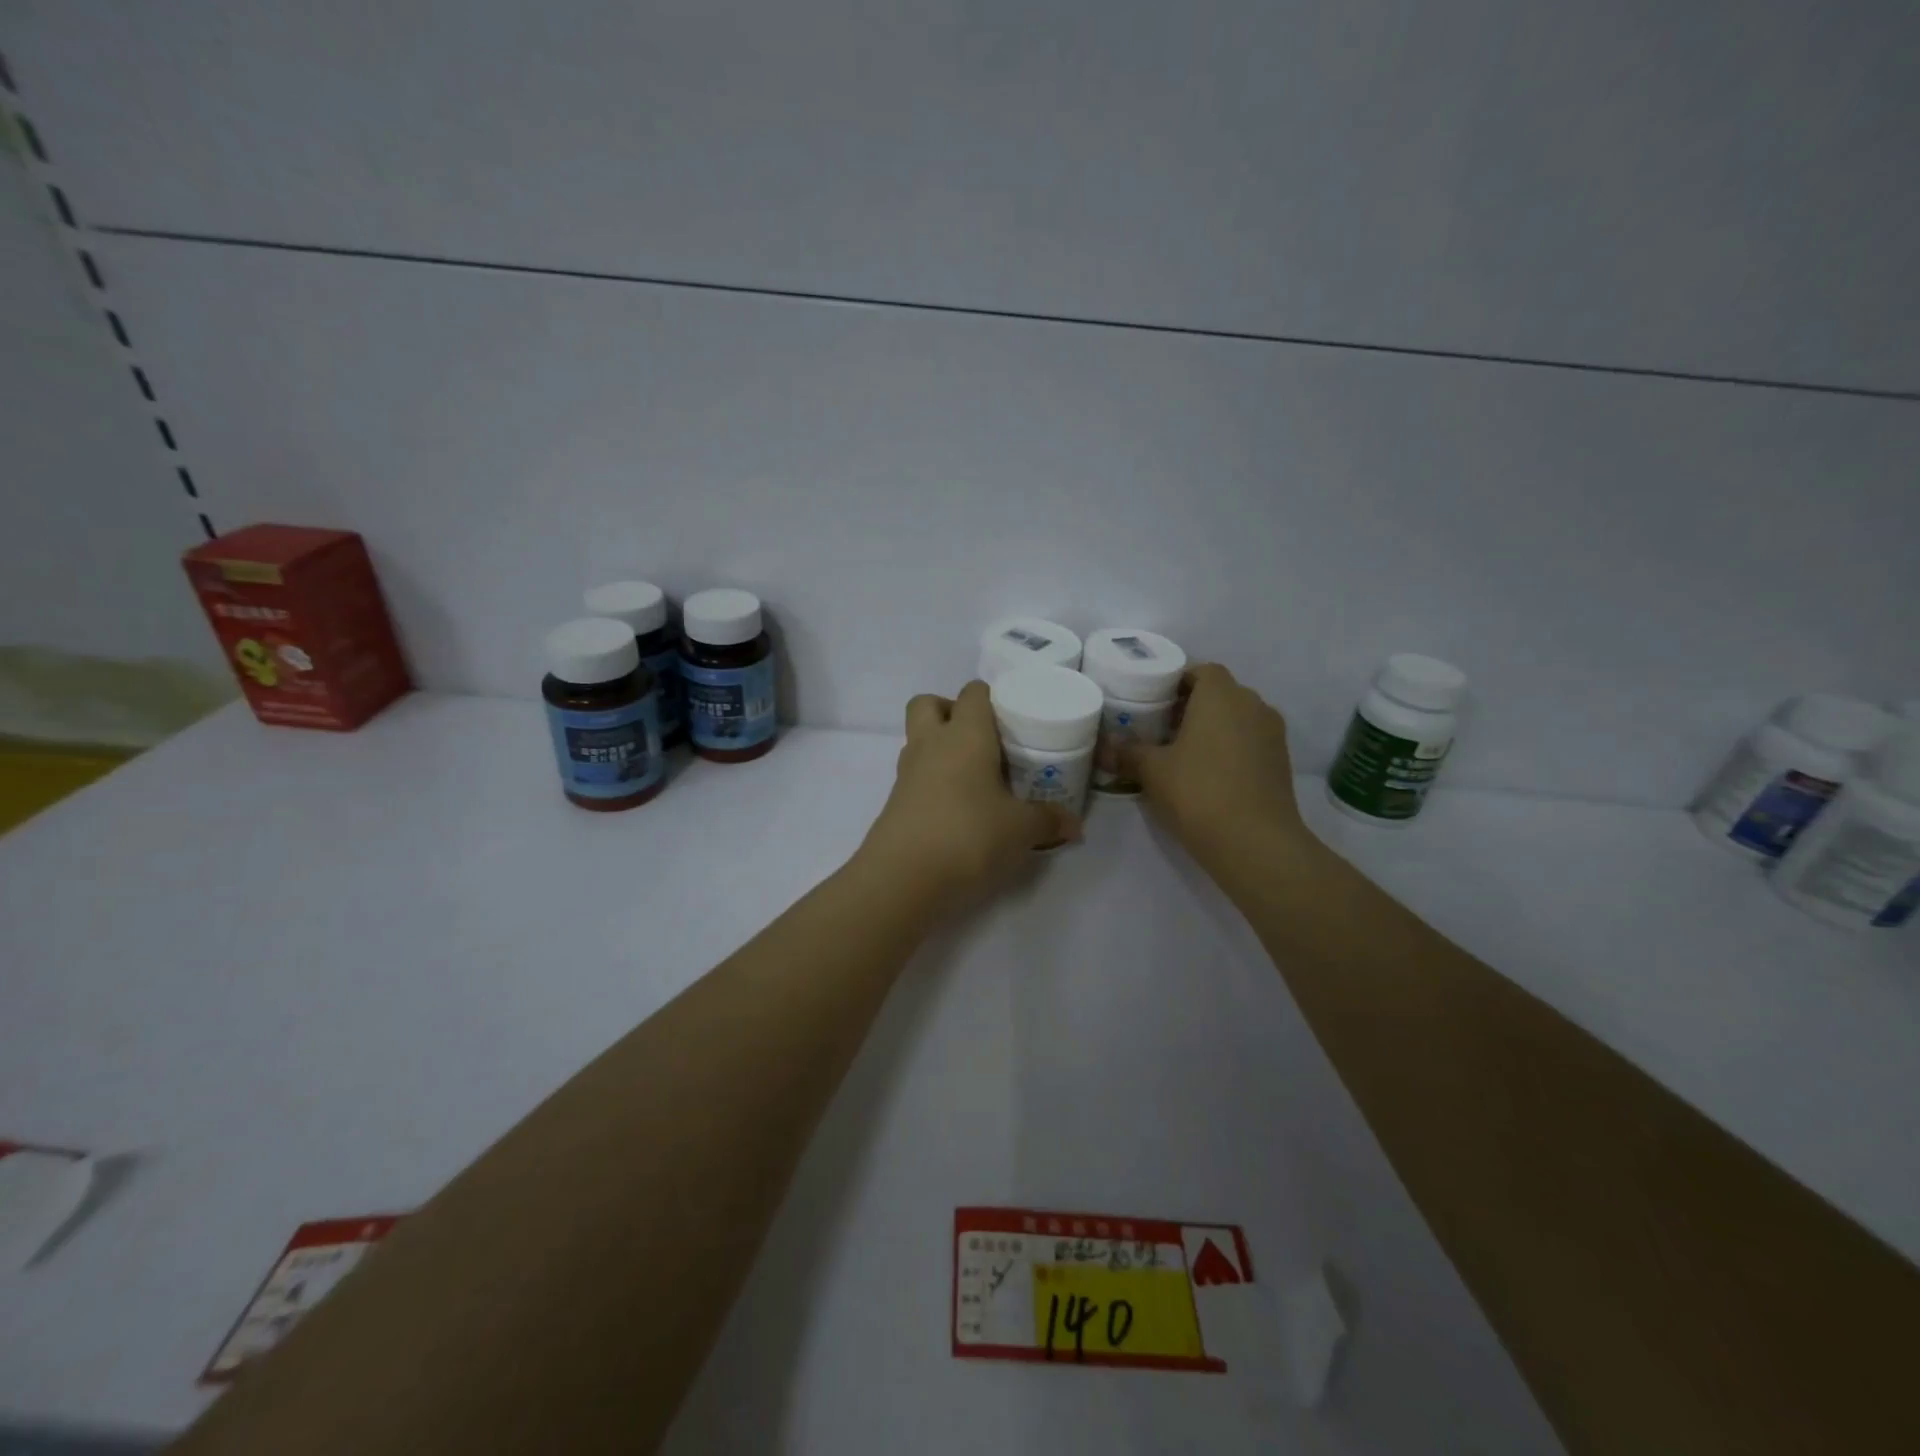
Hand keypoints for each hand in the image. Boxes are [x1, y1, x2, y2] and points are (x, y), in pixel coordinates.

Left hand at [857, 681, 1079, 907]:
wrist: (902, 879)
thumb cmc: (969, 836)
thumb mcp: (1021, 830)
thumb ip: (1048, 821)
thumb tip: (1074, 824)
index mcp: (965, 735)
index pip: (973, 692)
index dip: (992, 698)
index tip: (1014, 720)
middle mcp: (931, 744)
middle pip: (929, 704)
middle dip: (952, 712)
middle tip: (984, 740)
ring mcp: (907, 773)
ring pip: (919, 740)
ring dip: (941, 749)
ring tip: (976, 778)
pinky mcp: (896, 802)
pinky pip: (916, 776)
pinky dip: (934, 783)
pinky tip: (960, 809)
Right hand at [1119, 664, 1315, 869]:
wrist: (1255, 842)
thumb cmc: (1198, 791)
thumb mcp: (1152, 771)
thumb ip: (1128, 753)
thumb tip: (1104, 748)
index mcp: (1221, 695)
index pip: (1201, 670)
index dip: (1177, 682)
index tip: (1155, 702)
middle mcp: (1252, 704)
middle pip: (1220, 693)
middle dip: (1193, 706)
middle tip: (1162, 728)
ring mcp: (1272, 733)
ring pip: (1238, 718)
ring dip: (1214, 728)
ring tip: (1184, 753)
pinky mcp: (1281, 762)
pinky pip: (1251, 742)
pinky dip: (1231, 749)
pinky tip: (1209, 775)